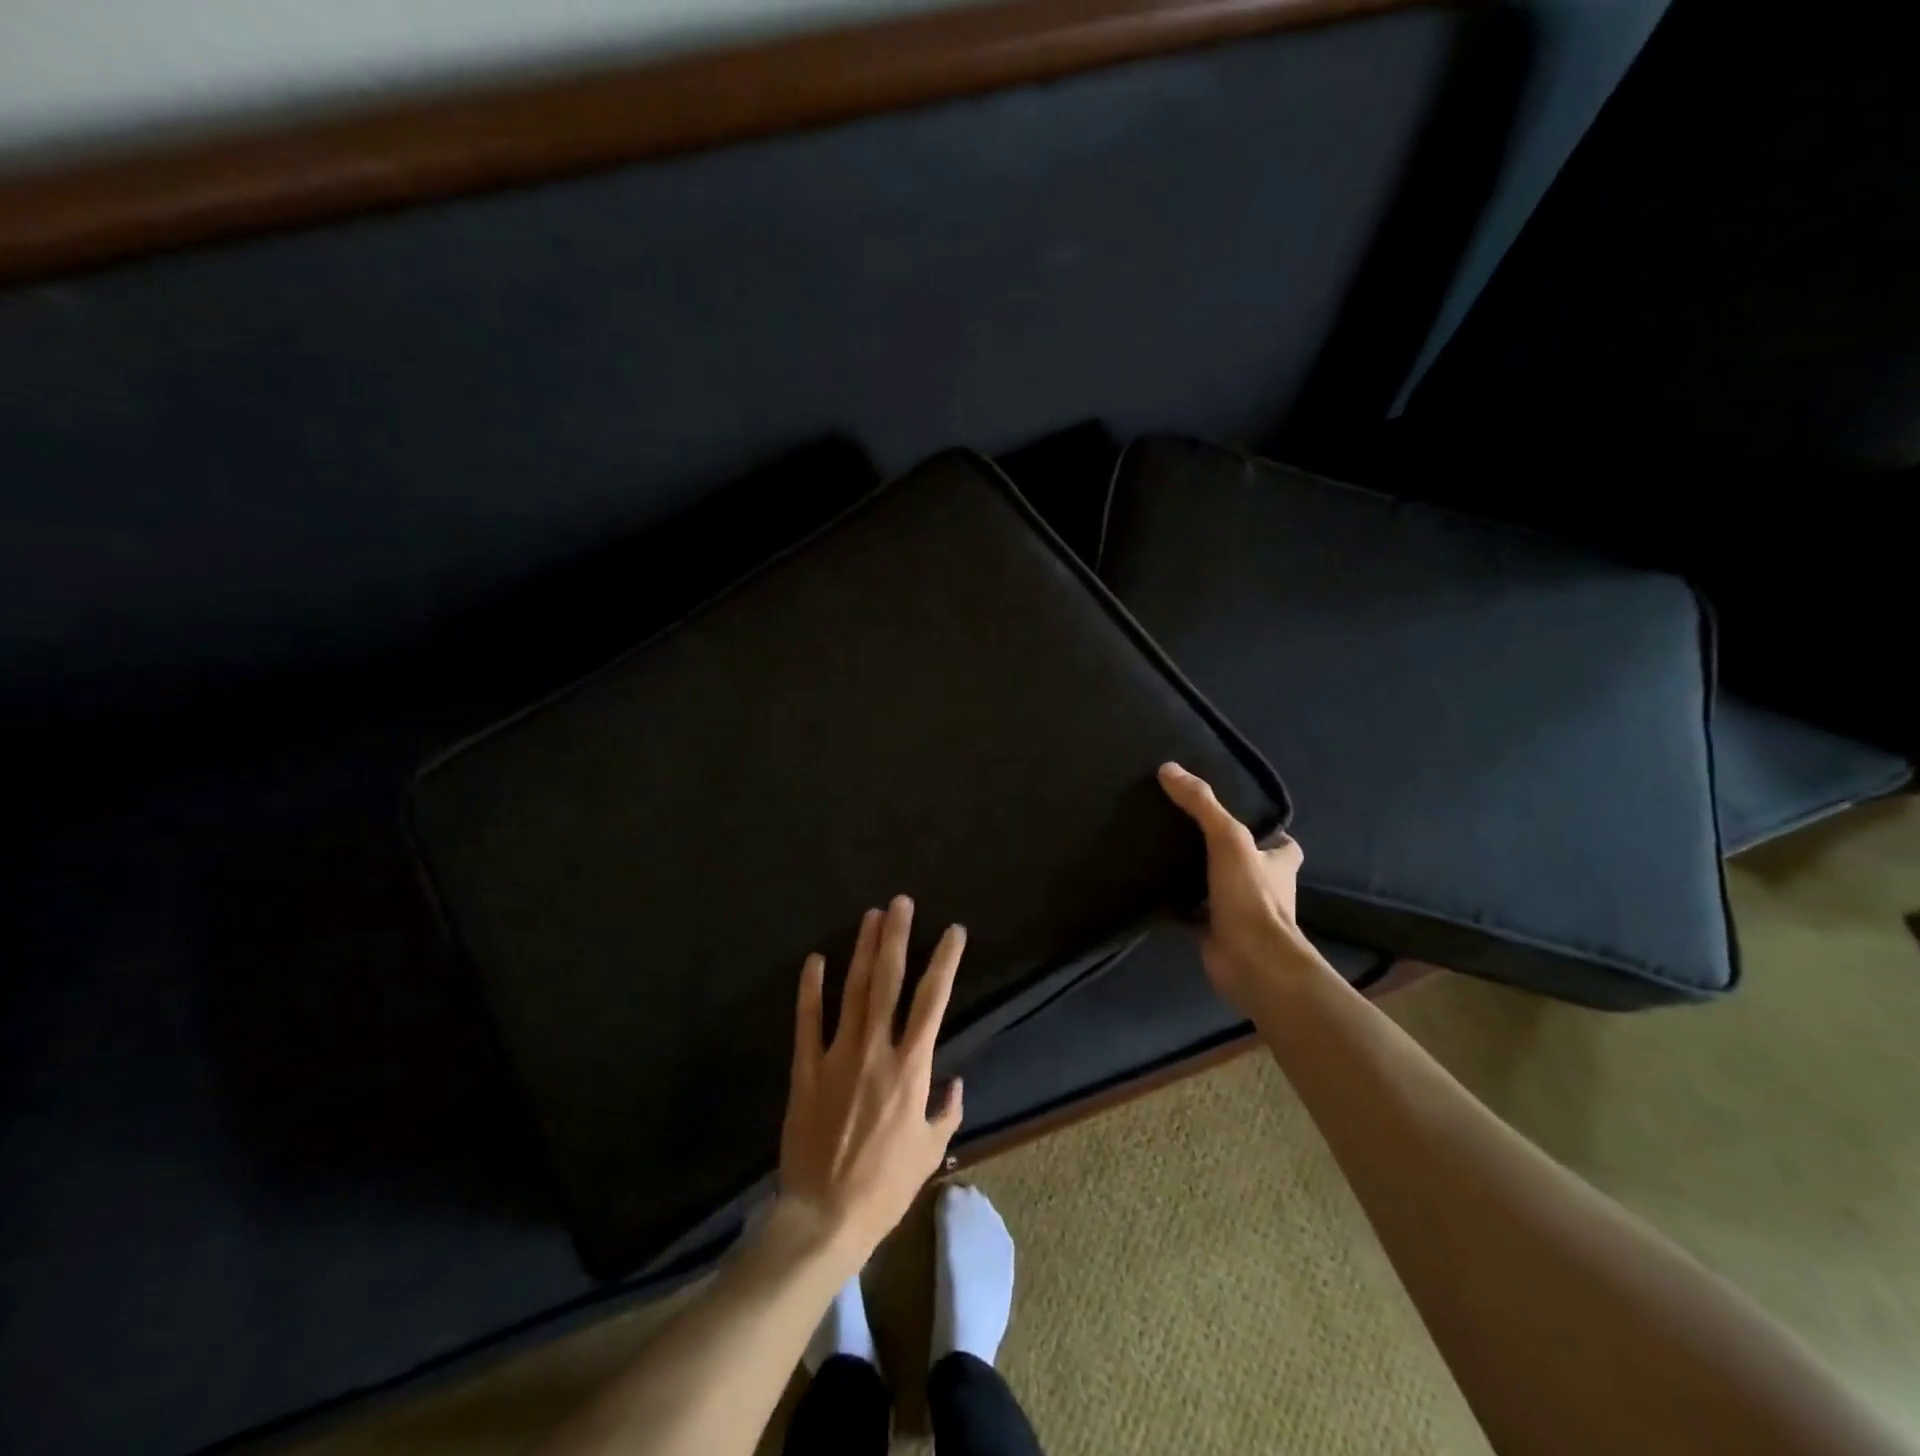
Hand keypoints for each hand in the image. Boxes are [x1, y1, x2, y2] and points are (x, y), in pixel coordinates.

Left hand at [776, 895, 964, 1262]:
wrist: (824, 1217)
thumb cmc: (885, 1188)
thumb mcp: (930, 1153)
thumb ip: (946, 1112)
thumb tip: (954, 1083)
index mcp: (911, 1069)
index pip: (933, 1002)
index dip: (945, 962)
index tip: (954, 931)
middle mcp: (876, 1051)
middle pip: (889, 983)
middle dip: (897, 938)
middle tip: (901, 903)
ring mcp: (837, 1056)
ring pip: (853, 991)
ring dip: (863, 951)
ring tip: (871, 916)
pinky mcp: (806, 1069)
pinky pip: (807, 1022)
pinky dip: (810, 989)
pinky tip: (815, 959)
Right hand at [1158, 762, 1318, 1013]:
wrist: (1251, 962)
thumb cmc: (1251, 897)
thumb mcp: (1228, 839)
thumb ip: (1202, 805)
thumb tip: (1169, 769)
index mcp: (1279, 864)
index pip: (1281, 843)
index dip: (1265, 831)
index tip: (1235, 816)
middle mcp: (1265, 888)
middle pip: (1246, 863)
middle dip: (1223, 852)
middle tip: (1185, 828)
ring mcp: (1240, 913)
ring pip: (1218, 887)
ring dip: (1199, 876)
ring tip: (1163, 852)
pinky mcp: (1216, 933)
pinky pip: (1194, 912)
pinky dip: (1177, 904)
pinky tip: (1152, 888)